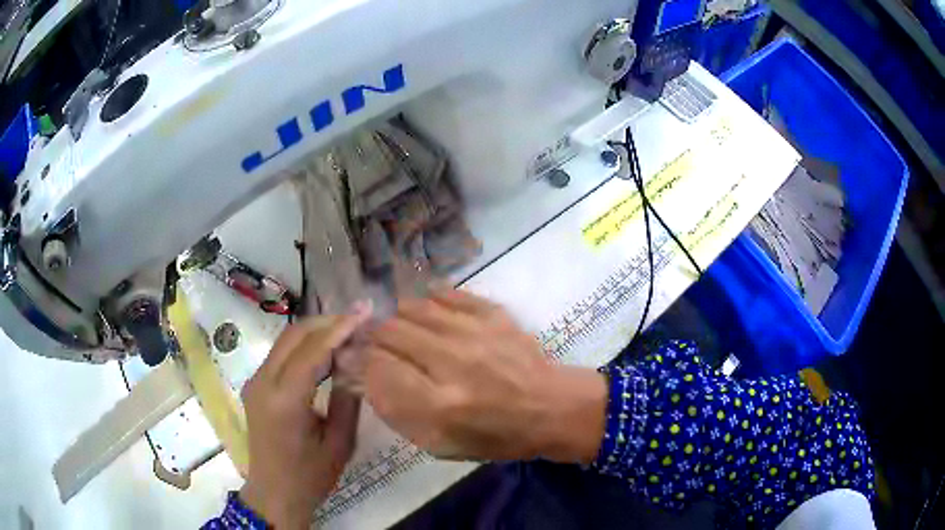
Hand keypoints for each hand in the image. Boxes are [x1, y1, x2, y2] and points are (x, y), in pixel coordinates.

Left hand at [239, 308, 369, 528]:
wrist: (274, 492)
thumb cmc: (311, 475)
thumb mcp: (339, 442)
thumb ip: (347, 398)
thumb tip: (357, 361)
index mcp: (284, 401)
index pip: (312, 350)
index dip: (340, 328)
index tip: (366, 312)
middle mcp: (263, 382)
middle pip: (294, 335)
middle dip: (328, 323)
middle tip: (360, 321)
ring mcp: (255, 381)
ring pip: (286, 340)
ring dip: (316, 332)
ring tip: (348, 332)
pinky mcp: (256, 384)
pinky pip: (281, 354)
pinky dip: (305, 346)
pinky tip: (326, 352)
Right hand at [365, 290, 606, 462]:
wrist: (550, 409)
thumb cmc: (494, 436)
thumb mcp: (440, 444)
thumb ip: (397, 411)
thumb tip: (363, 376)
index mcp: (438, 406)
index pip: (375, 369)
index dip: (357, 363)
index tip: (352, 362)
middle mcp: (453, 363)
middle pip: (389, 333)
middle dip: (373, 340)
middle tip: (376, 348)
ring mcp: (475, 332)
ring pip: (412, 308)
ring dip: (398, 320)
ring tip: (402, 333)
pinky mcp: (493, 314)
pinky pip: (446, 293)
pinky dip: (429, 301)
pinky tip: (429, 313)